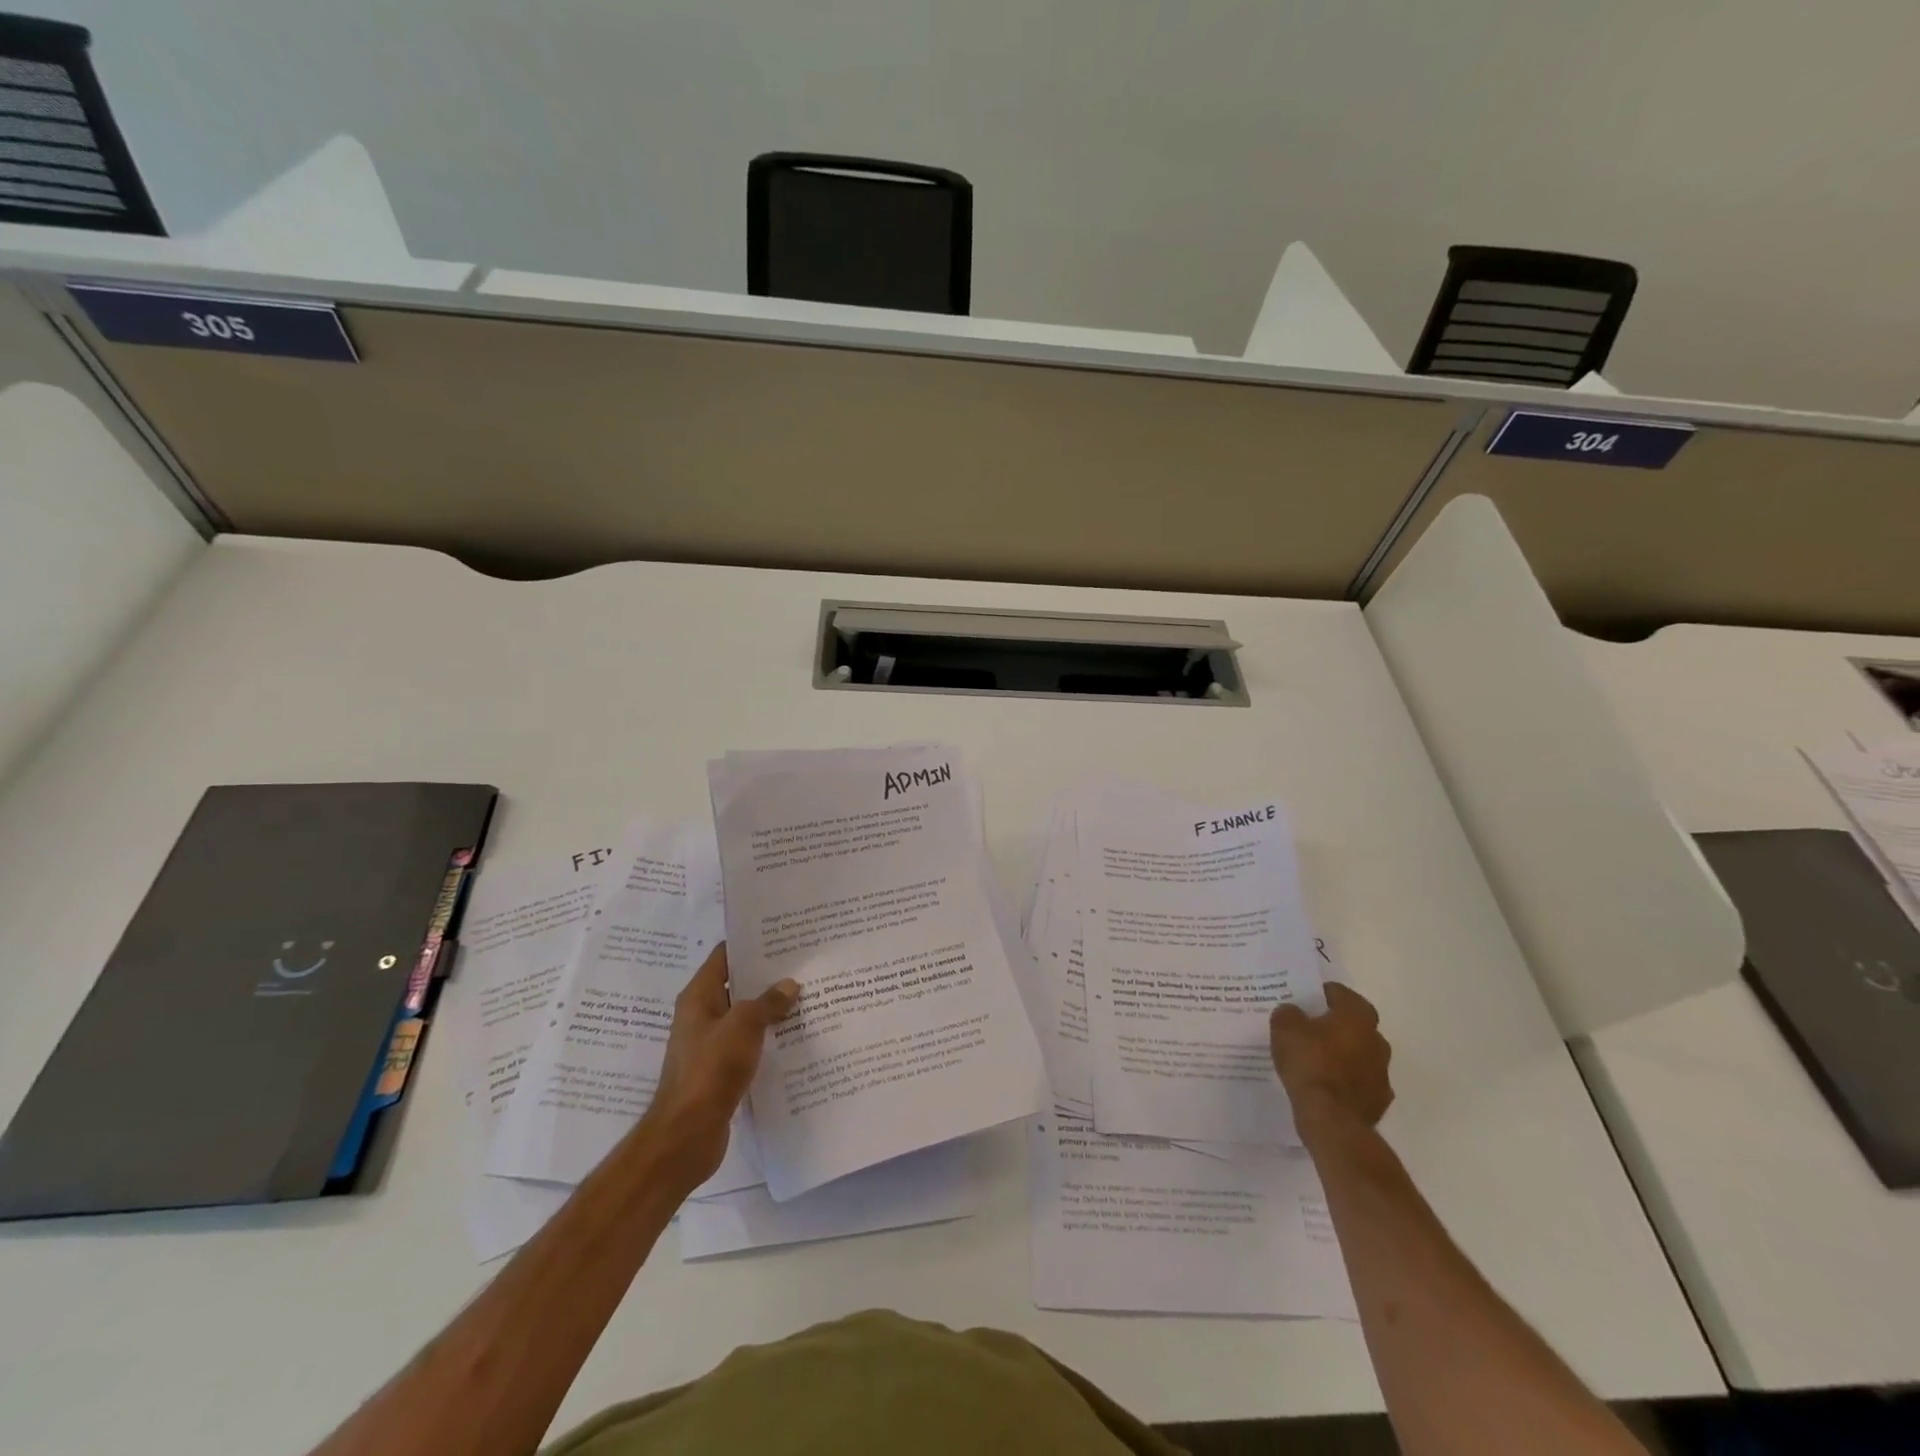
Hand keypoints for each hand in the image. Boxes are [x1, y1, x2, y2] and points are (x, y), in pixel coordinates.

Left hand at [639, 942, 798, 1187]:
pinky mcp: (720, 1071)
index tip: (782, 935)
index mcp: (698, 997)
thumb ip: (767, 1002)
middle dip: (767, 977)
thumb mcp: (743, 1026)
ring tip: (807, 997)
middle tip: (804, 965)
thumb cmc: (710, 1070)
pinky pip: (748, 1045)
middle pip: (737, 986)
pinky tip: (796, 1038)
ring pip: (745, 1017)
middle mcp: (701, 1016)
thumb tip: (789, 984)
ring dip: (770, 1010)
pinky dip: (768, 1039)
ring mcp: (710, 1045)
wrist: (685, 1136)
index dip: (750, 943)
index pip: (725, 956)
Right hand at [1270, 982, 1393, 1138]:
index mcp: (1357, 1017)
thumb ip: (1289, 1014)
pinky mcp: (1378, 1102)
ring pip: (1358, 1055)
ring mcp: (1381, 1074)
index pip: (1341, 994)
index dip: (1321, 994)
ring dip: (1341, 1055)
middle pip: (1353, 1025)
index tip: (1304, 999)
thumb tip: (1293, 1013)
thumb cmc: (1310, 1063)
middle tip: (1307, 1029)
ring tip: (1312, 1060)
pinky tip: (1322, 1086)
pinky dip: (1343, 1082)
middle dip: (1333, 1026)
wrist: (1332, 1119)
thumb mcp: (1284, 1028)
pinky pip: (1357, 1083)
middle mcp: (1377, 1041)